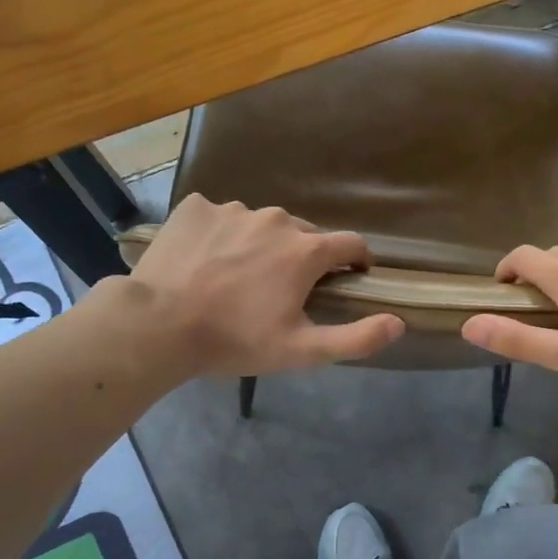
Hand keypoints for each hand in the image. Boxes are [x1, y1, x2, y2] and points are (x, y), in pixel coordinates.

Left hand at [124, 194, 403, 376]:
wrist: (158, 325)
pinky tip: (206, 261)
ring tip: (238, 277)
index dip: (357, 261)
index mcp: (306, 251)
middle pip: (305, 234)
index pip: (351, 243)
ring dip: (262, 245)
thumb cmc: (235, 341)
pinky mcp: (196, 207)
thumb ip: (357, 338)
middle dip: (304, 257)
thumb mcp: (302, 351)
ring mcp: (233, 209)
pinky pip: (221, 216)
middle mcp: (276, 219)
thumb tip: (399, 323)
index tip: (351, 277)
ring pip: (262, 224)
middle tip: (283, 290)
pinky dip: (222, 235)